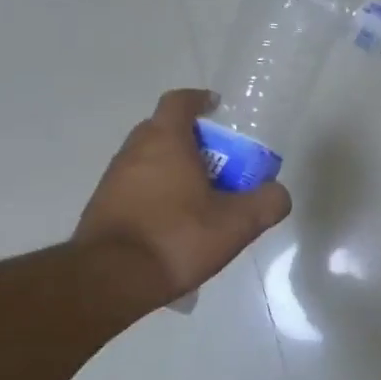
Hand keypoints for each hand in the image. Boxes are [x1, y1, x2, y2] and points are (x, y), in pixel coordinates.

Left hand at [73, 89, 291, 314]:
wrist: (111, 279)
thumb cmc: (177, 238)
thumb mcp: (237, 223)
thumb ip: (266, 203)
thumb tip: (277, 193)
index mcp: (165, 140)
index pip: (180, 101)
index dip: (200, 100)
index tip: (218, 109)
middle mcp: (134, 150)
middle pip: (164, 130)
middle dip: (193, 141)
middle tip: (219, 164)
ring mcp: (113, 178)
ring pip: (149, 160)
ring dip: (174, 170)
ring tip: (199, 200)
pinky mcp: (102, 206)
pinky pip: (136, 187)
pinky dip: (156, 194)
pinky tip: (174, 225)